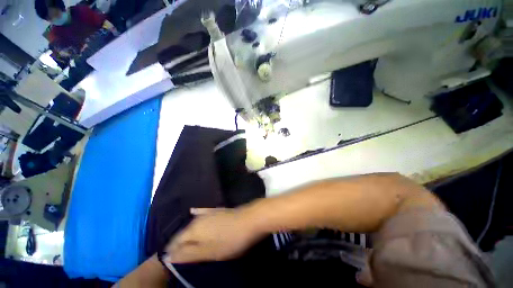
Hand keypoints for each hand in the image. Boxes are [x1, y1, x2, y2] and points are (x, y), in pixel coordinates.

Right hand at [164, 208, 261, 263]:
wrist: (250, 219)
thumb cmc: (230, 239)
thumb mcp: (209, 252)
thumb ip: (187, 254)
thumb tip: (167, 257)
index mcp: (194, 229)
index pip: (175, 241)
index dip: (171, 251)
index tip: (169, 260)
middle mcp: (199, 218)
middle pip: (184, 232)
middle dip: (179, 243)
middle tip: (177, 254)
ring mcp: (209, 212)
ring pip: (193, 224)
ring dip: (187, 233)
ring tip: (184, 242)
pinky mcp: (218, 210)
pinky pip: (203, 212)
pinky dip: (197, 215)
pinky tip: (193, 212)